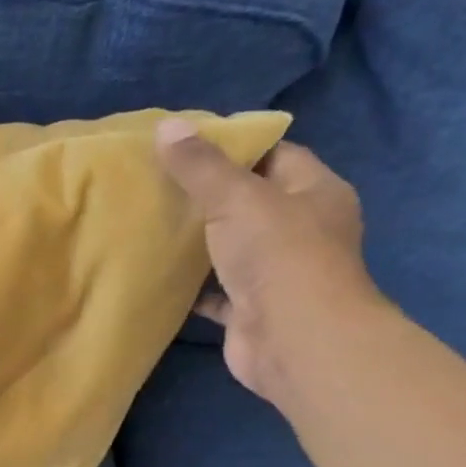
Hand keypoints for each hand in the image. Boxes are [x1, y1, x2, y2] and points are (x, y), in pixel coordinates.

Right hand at [154, 118, 386, 406]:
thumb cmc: (278, 256)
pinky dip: (191, 286)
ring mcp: (277, 273)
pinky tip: (157, 274)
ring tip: (151, 224)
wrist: (294, 340)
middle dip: (209, 195)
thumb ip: (200, 166)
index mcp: (314, 192)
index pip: (276, 155)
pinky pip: (215, 291)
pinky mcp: (251, 310)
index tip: (186, 145)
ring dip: (198, 242)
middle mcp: (302, 230)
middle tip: (158, 183)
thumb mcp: (236, 198)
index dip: (235, 147)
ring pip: (232, 248)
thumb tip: (167, 126)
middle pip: (251, 202)